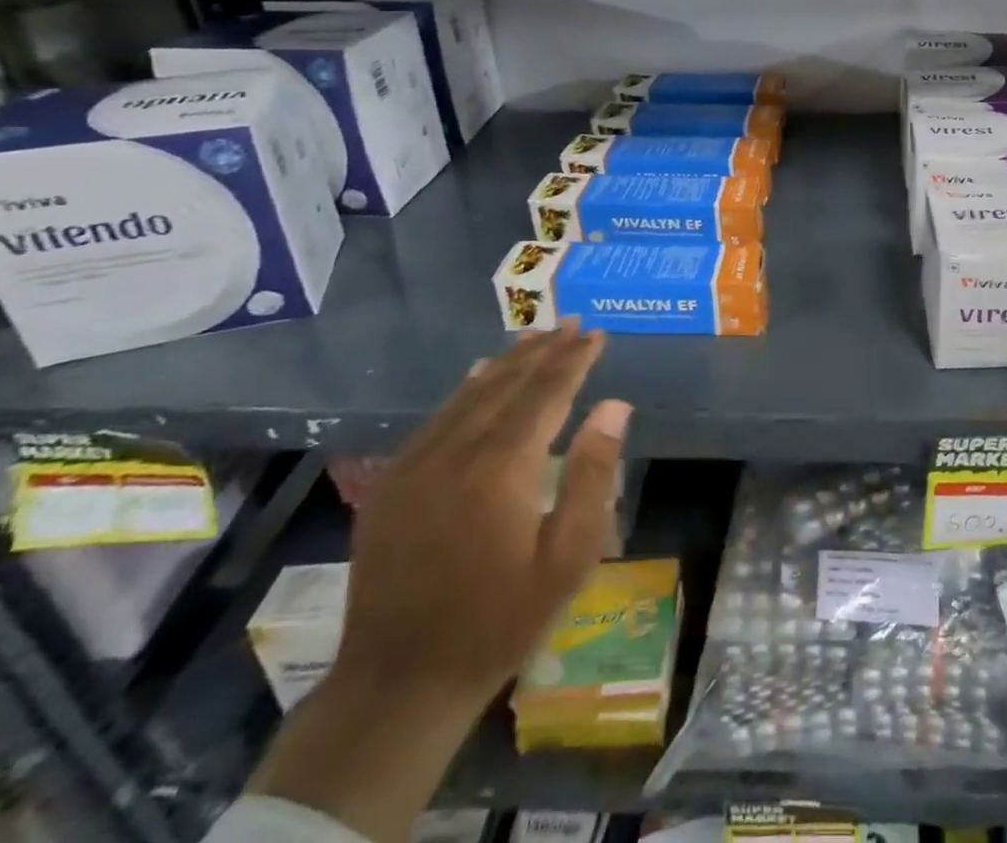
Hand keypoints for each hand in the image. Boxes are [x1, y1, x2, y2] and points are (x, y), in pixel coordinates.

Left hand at [250, 327, 629, 840]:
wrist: (398, 682)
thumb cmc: (500, 621)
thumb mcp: (568, 558)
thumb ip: (593, 474)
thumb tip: (614, 406)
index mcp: (502, 468)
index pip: (546, 393)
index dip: (574, 360)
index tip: (596, 334)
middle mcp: (456, 451)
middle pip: (508, 384)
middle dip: (544, 351)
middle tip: (571, 323)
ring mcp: (416, 464)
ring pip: (470, 394)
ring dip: (507, 363)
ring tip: (536, 338)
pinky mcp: (392, 482)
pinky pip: (438, 418)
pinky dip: (467, 389)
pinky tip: (480, 375)